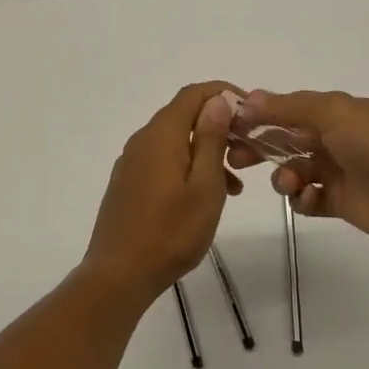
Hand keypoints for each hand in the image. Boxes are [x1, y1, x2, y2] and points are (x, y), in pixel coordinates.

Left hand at [83, 83, 243, 305]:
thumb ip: (211, 140)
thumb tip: (217, 101)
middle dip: (218, 126)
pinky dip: (188, 167)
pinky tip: (203, 198)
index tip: (249, 112)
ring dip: (206, 152)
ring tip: (235, 185)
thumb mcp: (204, 186)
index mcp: (162, 135)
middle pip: (184, 116)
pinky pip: (163, 161)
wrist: (118, 275)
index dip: (222, 93)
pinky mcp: (128, 183)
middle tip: (247, 151)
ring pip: (175, 142)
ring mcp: (132, 162)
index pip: (193, 94)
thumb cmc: (170, 232)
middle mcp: (143, 140)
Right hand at [229, 90, 368, 246]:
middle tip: (235, 158)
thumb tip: (249, 98)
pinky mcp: (342, 203)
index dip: (259, 116)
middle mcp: (335, 139)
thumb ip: (289, 107)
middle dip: (260, 147)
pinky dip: (303, 199)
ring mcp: (339, 172)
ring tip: (289, 183)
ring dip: (283, 176)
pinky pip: (310, 200)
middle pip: (286, 140)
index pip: (288, 110)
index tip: (229, 126)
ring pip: (295, 170)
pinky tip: (308, 199)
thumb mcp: (333, 112)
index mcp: (335, 112)